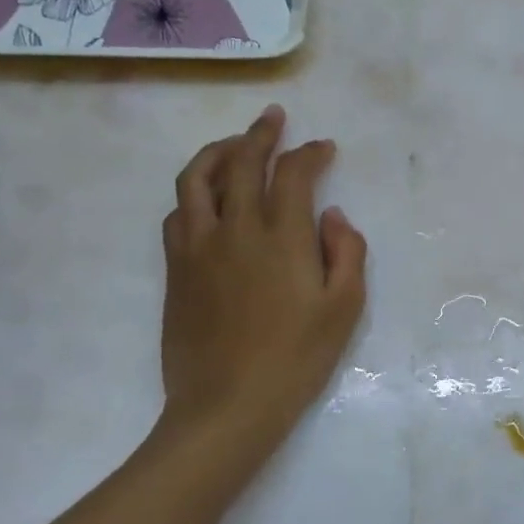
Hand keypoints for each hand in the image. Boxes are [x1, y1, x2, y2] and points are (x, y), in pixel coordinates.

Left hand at [157, 105, 366, 459]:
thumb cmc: (296, 359)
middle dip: (260, 133)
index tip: (323, 148)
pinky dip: (194, 193)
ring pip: (196, 179)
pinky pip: (178, 214)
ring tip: (234, 145)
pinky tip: (206, 199)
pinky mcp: (176, 269)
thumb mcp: (344, 309)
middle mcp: (236, 229)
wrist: (227, 406)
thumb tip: (332, 215)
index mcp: (282, 237)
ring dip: (217, 152)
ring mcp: (198, 248)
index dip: (310, 152)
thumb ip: (347, 253)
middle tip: (273, 117)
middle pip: (242, 162)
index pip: (293, 173)